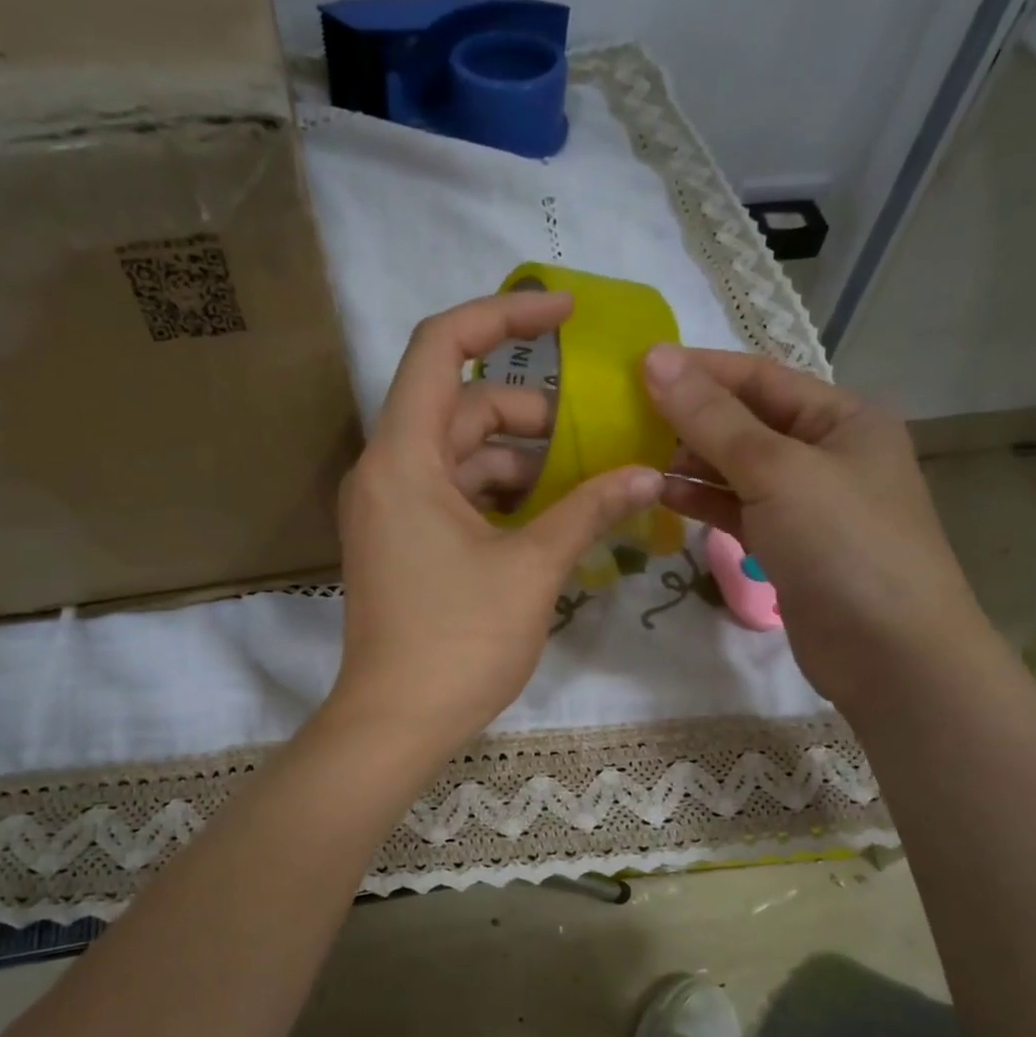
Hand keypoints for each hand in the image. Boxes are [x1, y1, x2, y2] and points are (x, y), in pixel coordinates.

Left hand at [328, 292, 664, 751]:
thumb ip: (589, 509)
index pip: (441, 346)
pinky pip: (453, 494)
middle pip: (461, 406)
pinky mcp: (400, 541)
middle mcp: (386, 470)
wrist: (396, 723)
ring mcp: (390, 509)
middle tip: (594, 436)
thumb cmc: (459, 642)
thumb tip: (649, 473)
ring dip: (520, 461)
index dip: (503, 315)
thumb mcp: (533, 568)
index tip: (565, 314)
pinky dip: (498, 495)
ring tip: (583, 483)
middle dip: (531, 413)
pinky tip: (548, 518)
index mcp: (404, 457)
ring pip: (460, 455)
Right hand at [643, 343, 986, 704]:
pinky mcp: (788, 546)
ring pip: (737, 469)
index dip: (699, 370)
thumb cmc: (843, 544)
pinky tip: (662, 496)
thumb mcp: (777, 470)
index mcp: (842, 417)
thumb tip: (655, 359)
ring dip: (689, 462)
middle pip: (746, 422)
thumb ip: (712, 418)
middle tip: (624, 418)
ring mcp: (807, 503)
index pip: (759, 378)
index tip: (635, 369)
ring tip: (633, 457)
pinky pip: (737, 510)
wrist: (890, 653)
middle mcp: (826, 453)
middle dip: (689, 418)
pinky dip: (702, 501)